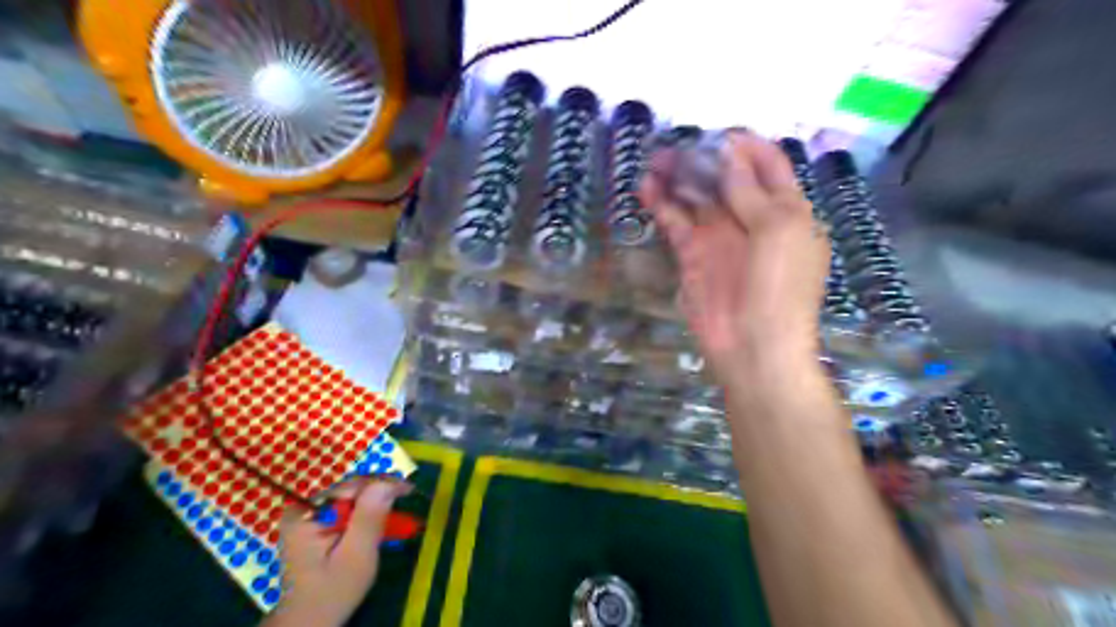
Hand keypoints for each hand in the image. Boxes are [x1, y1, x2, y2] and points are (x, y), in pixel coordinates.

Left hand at [268, 479, 409, 625]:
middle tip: (407, 494)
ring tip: (398, 501)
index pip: (350, 487)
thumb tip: (387, 483)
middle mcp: (303, 509)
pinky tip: (380, 514)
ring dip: (375, 500)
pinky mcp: (314, 523)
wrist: (309, 622)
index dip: (382, 484)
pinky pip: (344, 506)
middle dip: (379, 491)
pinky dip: (365, 510)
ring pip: (349, 496)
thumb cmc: (333, 593)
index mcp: (306, 516)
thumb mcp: (356, 556)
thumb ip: (369, 518)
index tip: (409, 489)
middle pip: (349, 489)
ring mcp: (307, 516)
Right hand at [642, 129, 830, 378]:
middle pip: (727, 177)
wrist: (754, 346)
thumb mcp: (778, 229)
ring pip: (698, 197)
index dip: (746, 146)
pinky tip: (647, 187)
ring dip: (679, 178)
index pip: (768, 165)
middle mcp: (751, 219)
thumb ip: (751, 191)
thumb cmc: (780, 286)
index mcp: (786, 210)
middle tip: (677, 144)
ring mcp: (720, 237)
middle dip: (704, 158)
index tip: (718, 133)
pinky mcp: (693, 255)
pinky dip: (662, 204)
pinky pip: (676, 222)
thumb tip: (729, 154)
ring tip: (657, 160)